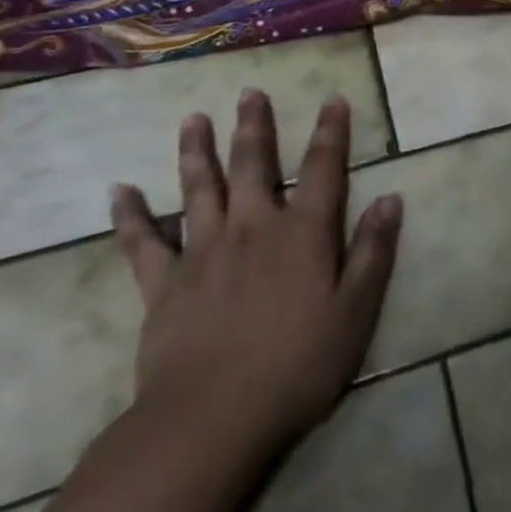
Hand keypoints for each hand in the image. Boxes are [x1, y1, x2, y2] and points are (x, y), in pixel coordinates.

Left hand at [110, 90, 402, 457]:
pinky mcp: (163, 285)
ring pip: (198, 189)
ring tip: (193, 119)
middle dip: (255, 127)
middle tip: (250, 93)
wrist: (213, 418)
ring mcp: (203, 252)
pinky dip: (130, 216)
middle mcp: (252, 228)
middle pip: (254, 165)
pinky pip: (142, 243)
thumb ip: (373, 252)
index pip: (322, 169)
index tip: (332, 99)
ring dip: (197, 151)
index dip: (330, 132)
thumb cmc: (298, 365)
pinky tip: (119, 192)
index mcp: (302, 233)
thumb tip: (391, 198)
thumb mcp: (355, 311)